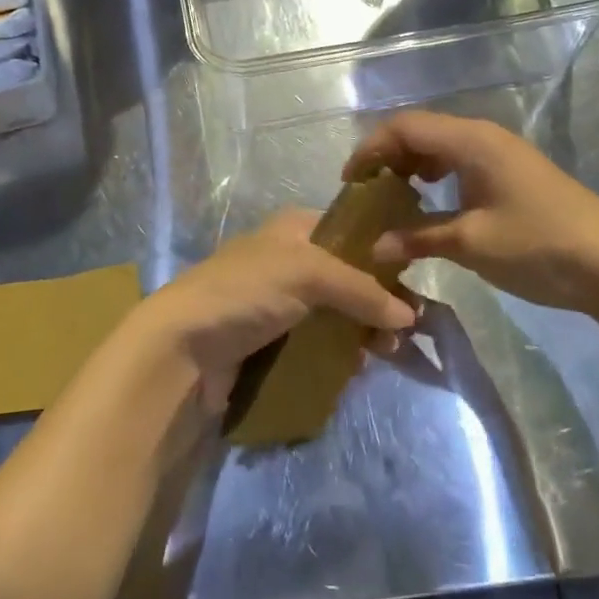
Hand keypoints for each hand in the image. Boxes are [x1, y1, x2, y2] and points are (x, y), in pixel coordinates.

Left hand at [127, 210, 416, 417]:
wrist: (184, 347)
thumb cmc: (246, 291)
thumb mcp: (307, 273)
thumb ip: (360, 289)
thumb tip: (409, 315)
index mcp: (294, 229)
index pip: (350, 232)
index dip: (382, 254)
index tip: (414, 282)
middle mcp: (289, 260)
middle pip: (346, 277)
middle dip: (376, 302)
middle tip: (403, 330)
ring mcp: (280, 304)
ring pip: (335, 314)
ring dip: (361, 333)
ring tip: (386, 354)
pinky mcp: (273, 342)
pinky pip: (317, 345)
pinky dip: (339, 355)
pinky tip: (357, 369)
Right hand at [344, 111, 598, 318]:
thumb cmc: (539, 246)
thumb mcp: (472, 244)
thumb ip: (418, 238)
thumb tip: (374, 247)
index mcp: (471, 140)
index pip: (405, 127)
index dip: (371, 148)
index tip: (349, 182)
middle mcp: (483, 136)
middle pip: (421, 131)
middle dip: (388, 157)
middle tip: (366, 193)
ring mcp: (502, 154)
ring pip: (441, 146)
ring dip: (412, 167)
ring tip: (392, 199)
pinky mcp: (513, 174)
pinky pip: (461, 162)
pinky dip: (437, 176)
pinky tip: (431, 204)